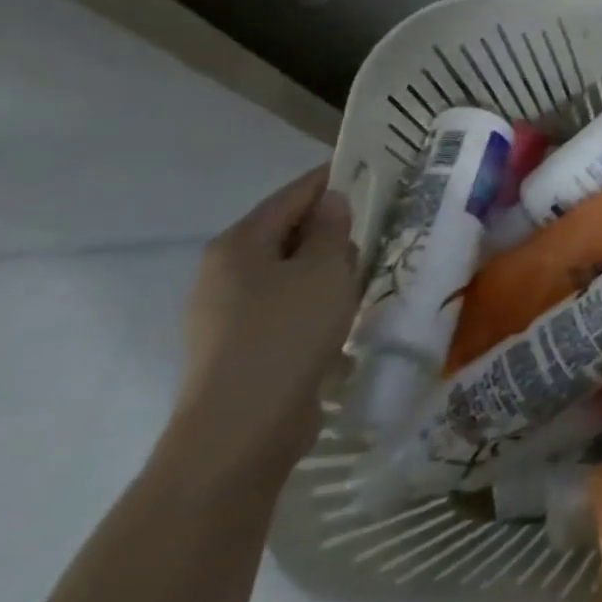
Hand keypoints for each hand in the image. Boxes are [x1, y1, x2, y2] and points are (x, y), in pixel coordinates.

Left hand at [164, 166, 359, 490]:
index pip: (292, 194)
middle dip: (331, 230)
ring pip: (288, 272)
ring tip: (366, 276)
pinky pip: (285, 306)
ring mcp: (225, 313)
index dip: (332, 179)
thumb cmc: (286, 334)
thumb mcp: (323, 271)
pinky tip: (341, 315)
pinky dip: (314, 301)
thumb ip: (330, 230)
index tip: (373, 172)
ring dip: (324, 270)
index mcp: (238, 244)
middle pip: (287, 232)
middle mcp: (223, 272)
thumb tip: (331, 201)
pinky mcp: (239, 346)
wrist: (241, 430)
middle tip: (378, 233)